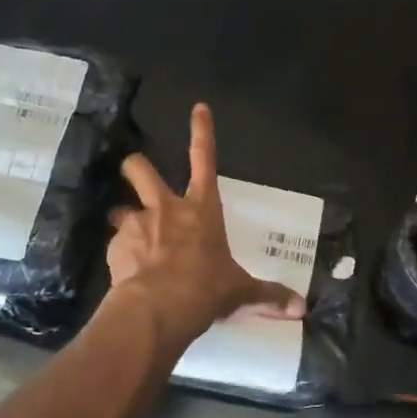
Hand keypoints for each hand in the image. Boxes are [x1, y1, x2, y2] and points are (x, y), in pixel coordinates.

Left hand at [107, 103, 306, 346]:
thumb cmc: (205, 290)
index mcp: (202, 209)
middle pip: (140, 169)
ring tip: (131, 240)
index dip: (202, 132)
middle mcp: (166, 208)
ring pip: (120, 208)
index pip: (205, 160)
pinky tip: (128, 275)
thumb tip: (301, 308)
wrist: (158, 309)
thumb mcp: (240, 291)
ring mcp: (137, 225)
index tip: (198, 108)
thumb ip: (268, 296)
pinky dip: (121, 255)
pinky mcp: (115, 246)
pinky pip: (115, 245)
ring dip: (124, 219)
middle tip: (135, 173)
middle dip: (135, 167)